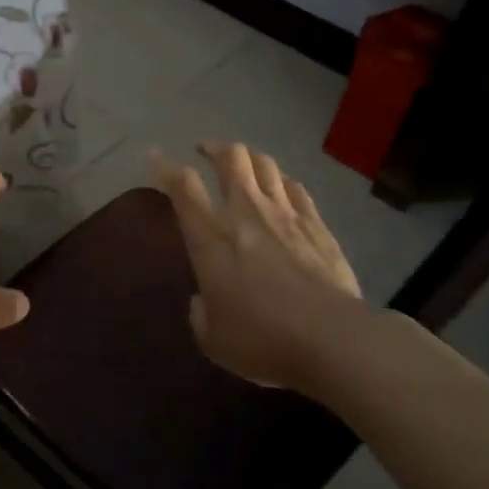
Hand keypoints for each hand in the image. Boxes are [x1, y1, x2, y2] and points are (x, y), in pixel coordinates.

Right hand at [152, 142, 362, 391]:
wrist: (332, 339)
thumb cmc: (263, 341)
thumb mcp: (214, 339)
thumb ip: (201, 313)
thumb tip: (202, 302)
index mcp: (211, 238)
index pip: (183, 187)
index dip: (165, 168)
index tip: (156, 157)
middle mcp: (245, 213)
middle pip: (230, 158)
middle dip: (214, 148)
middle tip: (205, 151)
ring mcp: (285, 214)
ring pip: (265, 164)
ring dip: (249, 157)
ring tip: (242, 162)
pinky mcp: (317, 225)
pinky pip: (296, 187)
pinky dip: (282, 180)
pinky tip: (281, 186)